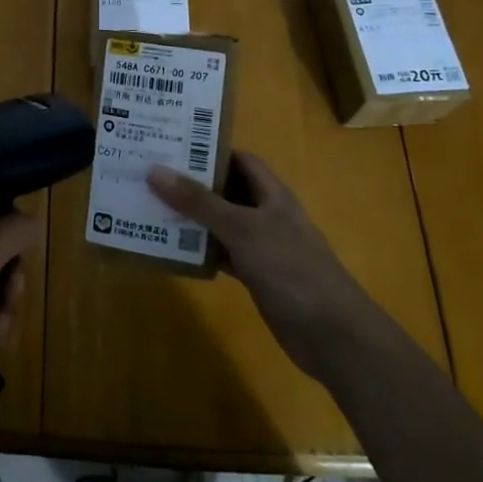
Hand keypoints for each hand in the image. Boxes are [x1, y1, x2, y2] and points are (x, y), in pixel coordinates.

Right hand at [147, 153, 365, 382]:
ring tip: (149, 207)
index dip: (209, 150)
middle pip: (226, 190)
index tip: (170, 146)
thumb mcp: (243, 230)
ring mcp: (262, 248)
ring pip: (220, 224)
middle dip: (192, 184)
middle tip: (149, 175)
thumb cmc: (291, 270)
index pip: (239, 159)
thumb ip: (200, 202)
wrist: (333, 335)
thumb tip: (155, 170)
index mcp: (271, 194)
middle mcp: (266, 215)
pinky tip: (171, 250)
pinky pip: (222, 255)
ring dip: (191, 219)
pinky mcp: (256, 277)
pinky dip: (200, 252)